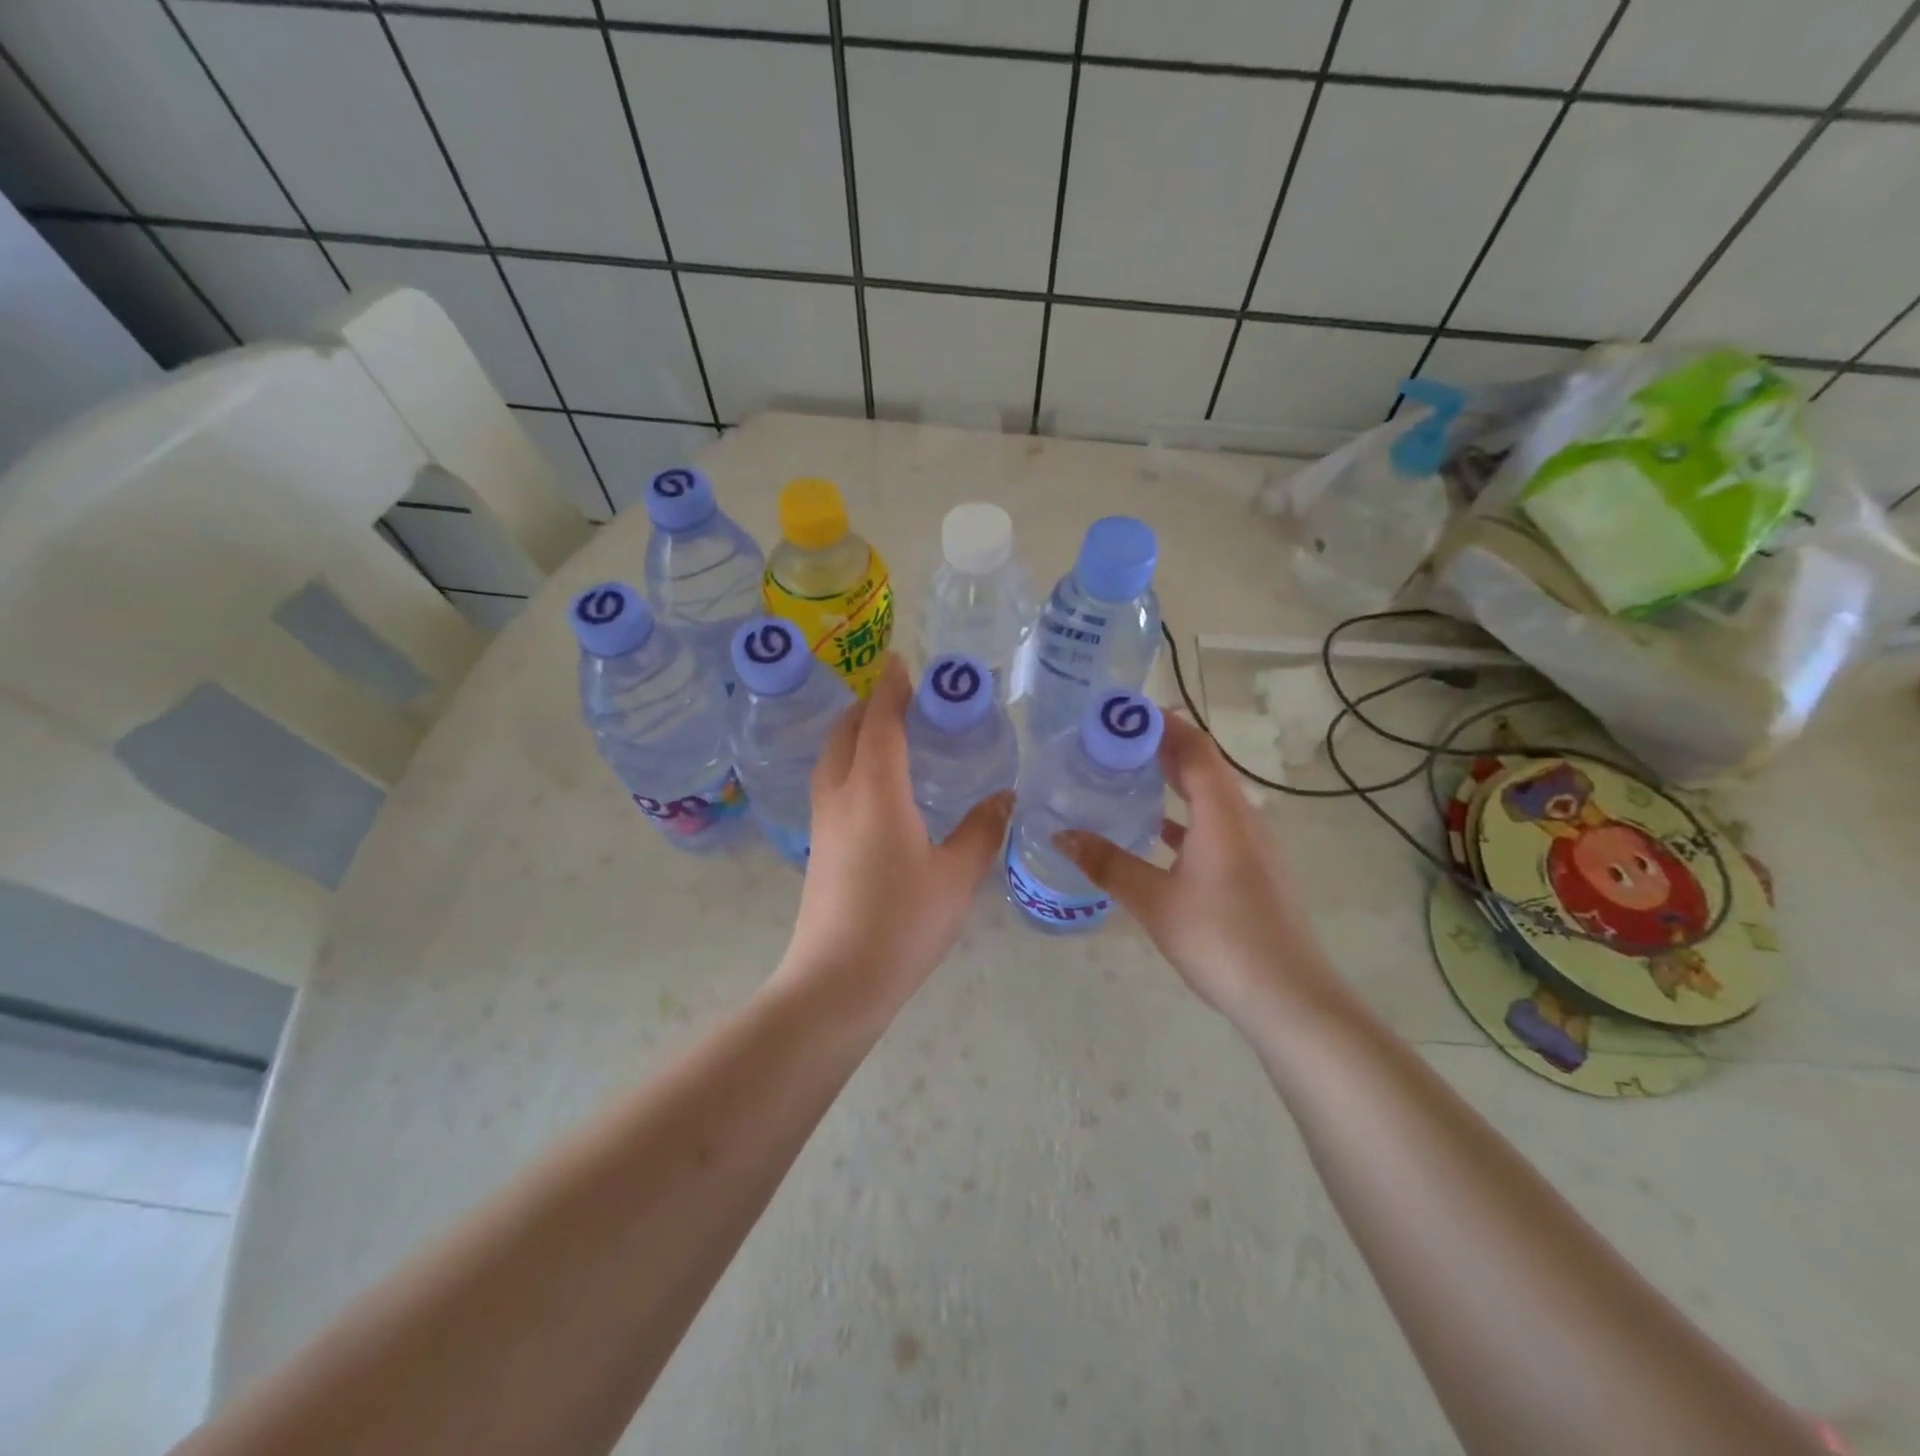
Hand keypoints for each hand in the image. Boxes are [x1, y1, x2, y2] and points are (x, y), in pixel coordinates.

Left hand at [777, 655, 1012, 1028]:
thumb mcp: (956, 876)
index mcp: (876, 792)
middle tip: (899, 697)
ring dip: (853, 734)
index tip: (902, 663)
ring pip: (832, 759)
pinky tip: (873, 786)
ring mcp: (824, 824)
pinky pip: (830, 785)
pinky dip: (848, 764)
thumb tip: (1004, 797)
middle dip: (867, 706)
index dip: (891, 690)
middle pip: (845, 733)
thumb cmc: (902, 924)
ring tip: (885, 733)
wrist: (837, 982)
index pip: (880, 724)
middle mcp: (842, 797)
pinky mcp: (818, 848)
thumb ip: (982, 830)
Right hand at [1054, 714, 1343, 1027]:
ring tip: (1126, 776)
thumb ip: (1108, 864)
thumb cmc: (1221, 940)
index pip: (1194, 747)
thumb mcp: (1155, 901)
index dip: (1160, 724)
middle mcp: (1243, 818)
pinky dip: (1184, 815)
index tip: (1120, 714)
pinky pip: (1214, 824)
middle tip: (1111, 742)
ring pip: (1210, 796)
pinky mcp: (1253, 869)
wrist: (1289, 999)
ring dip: (1173, 781)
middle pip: (1203, 766)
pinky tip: (1155, 831)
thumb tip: (1061, 835)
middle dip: (1160, 748)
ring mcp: (1253, 845)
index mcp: (1223, 814)